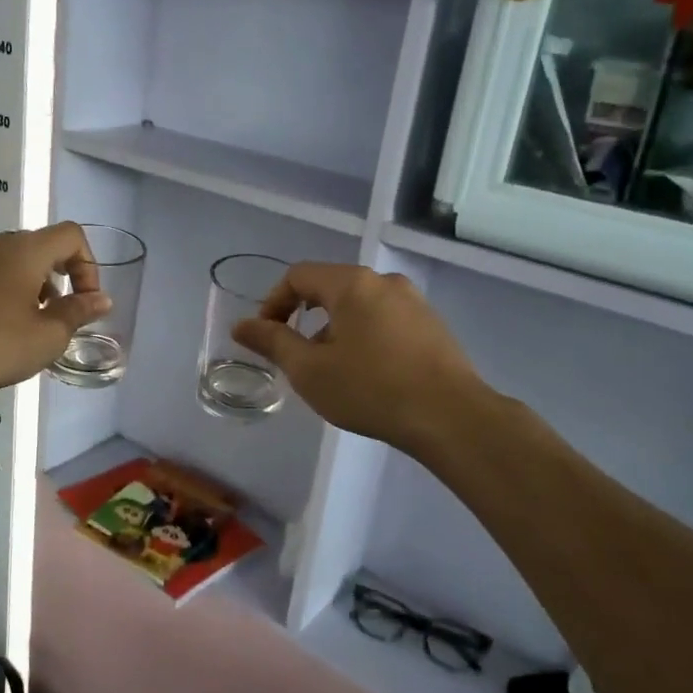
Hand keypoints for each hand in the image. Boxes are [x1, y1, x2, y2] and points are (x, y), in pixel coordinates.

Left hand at [0, 223, 110, 405]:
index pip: (70, 236)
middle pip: (37, 248)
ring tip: (17, 327)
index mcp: (24, 250)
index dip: (88, 265)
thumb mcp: (46, 338)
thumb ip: (78, 313)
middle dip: (56, 280)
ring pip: (5, 261)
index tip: (84, 302)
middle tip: (53, 319)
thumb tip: (101, 299)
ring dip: (23, 286)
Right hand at [232, 263, 482, 455]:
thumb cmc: (371, 389)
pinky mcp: (432, 325)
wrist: (450, 416)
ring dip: (335, 331)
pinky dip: (364, 337)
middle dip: (305, 319)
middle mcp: (385, 282)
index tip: (266, 337)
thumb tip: (241, 325)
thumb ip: (273, 342)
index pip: (298, 276)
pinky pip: (384, 320)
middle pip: (330, 288)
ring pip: (359, 306)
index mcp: (352, 284)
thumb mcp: (310, 370)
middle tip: (297, 358)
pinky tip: (368, 375)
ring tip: (332, 372)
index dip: (273, 303)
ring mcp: (414, 302)